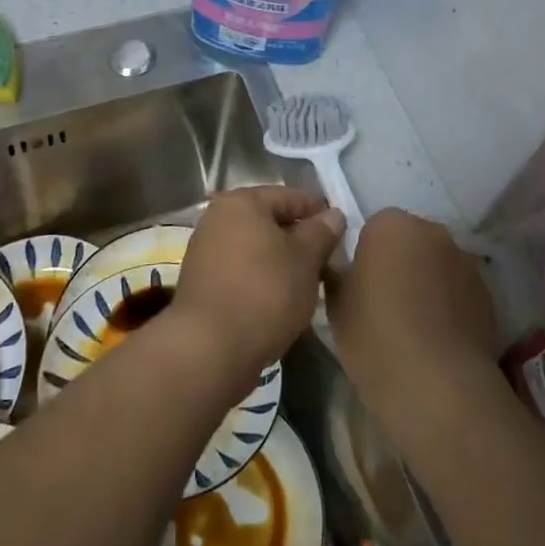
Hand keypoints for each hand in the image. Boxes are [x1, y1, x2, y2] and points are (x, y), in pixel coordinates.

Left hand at [171, 186, 343, 387]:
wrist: (210, 349)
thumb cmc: (264, 293)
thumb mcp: (305, 259)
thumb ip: (321, 232)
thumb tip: (334, 215)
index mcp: (241, 202)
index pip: (289, 196)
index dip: (318, 211)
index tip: (342, 229)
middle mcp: (218, 218)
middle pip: (269, 221)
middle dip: (300, 238)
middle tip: (329, 258)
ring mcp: (206, 251)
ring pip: (256, 247)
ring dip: (281, 260)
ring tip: (309, 281)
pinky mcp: (202, 283)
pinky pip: (242, 270)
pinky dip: (262, 278)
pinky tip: (281, 298)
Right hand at [326, 208, 499, 431]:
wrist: (438, 386)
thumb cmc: (375, 336)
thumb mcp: (336, 305)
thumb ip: (338, 274)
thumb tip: (342, 267)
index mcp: (390, 224)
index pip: (373, 229)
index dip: (366, 258)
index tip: (361, 288)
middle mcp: (432, 231)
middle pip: (410, 241)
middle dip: (399, 264)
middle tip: (385, 304)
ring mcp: (464, 261)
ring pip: (437, 265)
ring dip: (427, 283)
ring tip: (415, 326)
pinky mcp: (488, 294)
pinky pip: (459, 291)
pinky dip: (450, 305)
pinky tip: (439, 339)